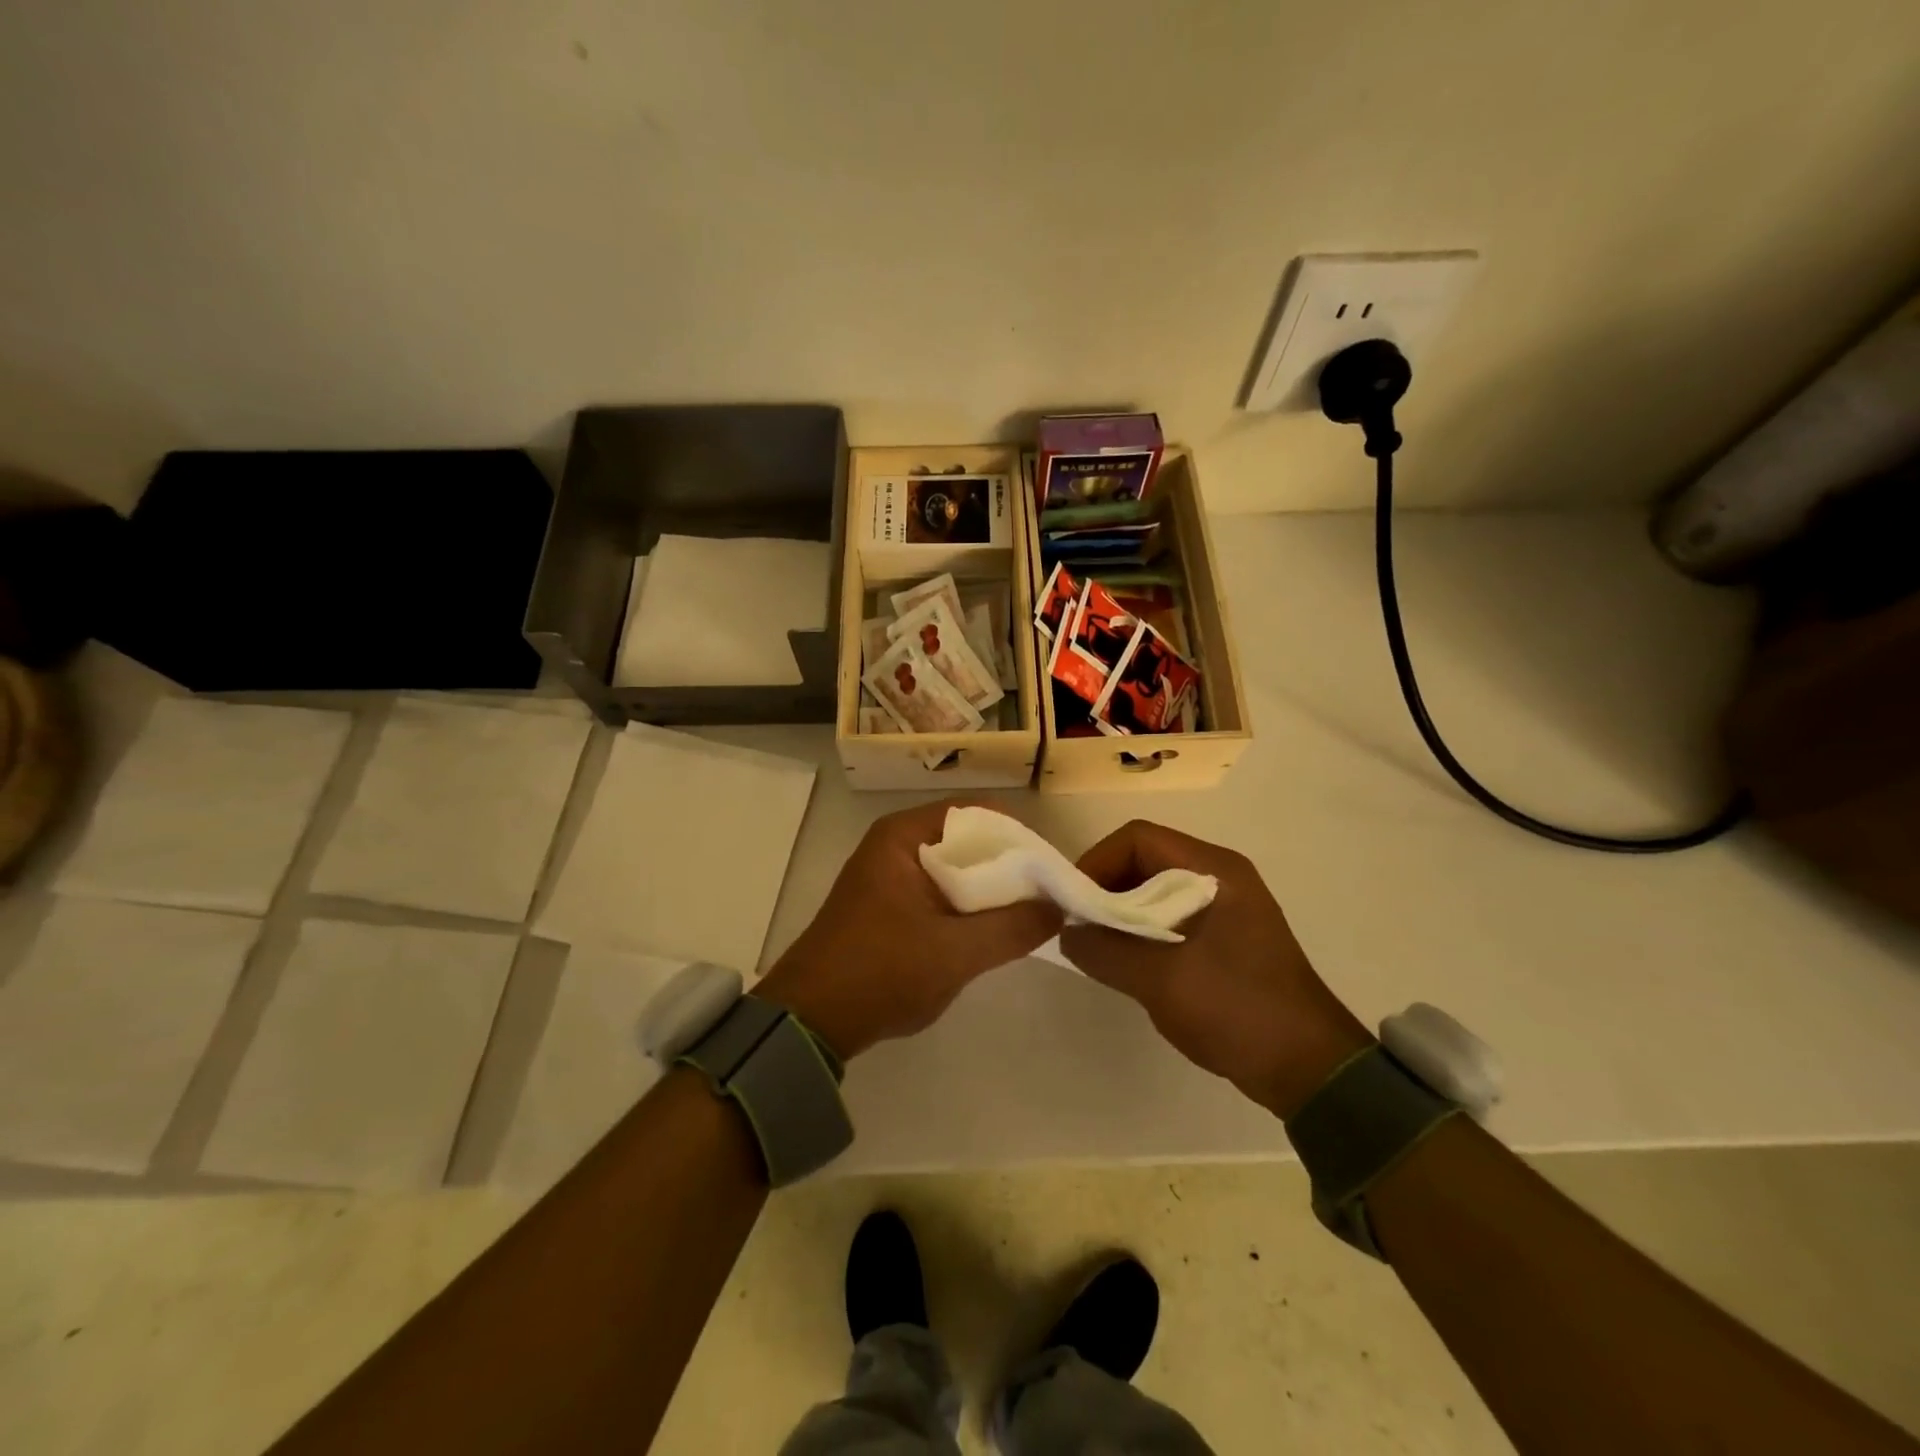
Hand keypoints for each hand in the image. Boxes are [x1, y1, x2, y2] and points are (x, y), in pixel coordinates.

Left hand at [756, 799, 1062, 1059]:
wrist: (811, 1019)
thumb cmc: (881, 972)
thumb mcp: (955, 952)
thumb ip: (1012, 928)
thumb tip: (1059, 908)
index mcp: (903, 836)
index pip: (976, 813)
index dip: (1018, 835)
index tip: (1052, 866)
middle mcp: (896, 844)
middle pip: (967, 839)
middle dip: (1009, 865)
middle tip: (1050, 893)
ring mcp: (890, 875)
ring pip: (956, 868)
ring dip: (990, 888)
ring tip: (1032, 913)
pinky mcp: (889, 904)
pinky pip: (941, 891)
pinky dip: (968, 905)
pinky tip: (994, 930)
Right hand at [1060, 820, 1373, 1118]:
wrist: (1308, 1068)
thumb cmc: (1236, 1008)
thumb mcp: (1160, 980)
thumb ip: (1105, 951)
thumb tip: (1068, 933)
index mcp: (1213, 870)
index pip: (1138, 838)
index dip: (1097, 862)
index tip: (1073, 902)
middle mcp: (1220, 876)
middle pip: (1145, 860)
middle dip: (1106, 888)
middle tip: (1080, 925)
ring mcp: (1225, 907)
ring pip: (1155, 890)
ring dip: (1123, 912)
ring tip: (1099, 946)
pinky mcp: (1225, 937)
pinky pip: (1171, 917)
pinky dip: (1143, 931)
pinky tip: (1129, 963)